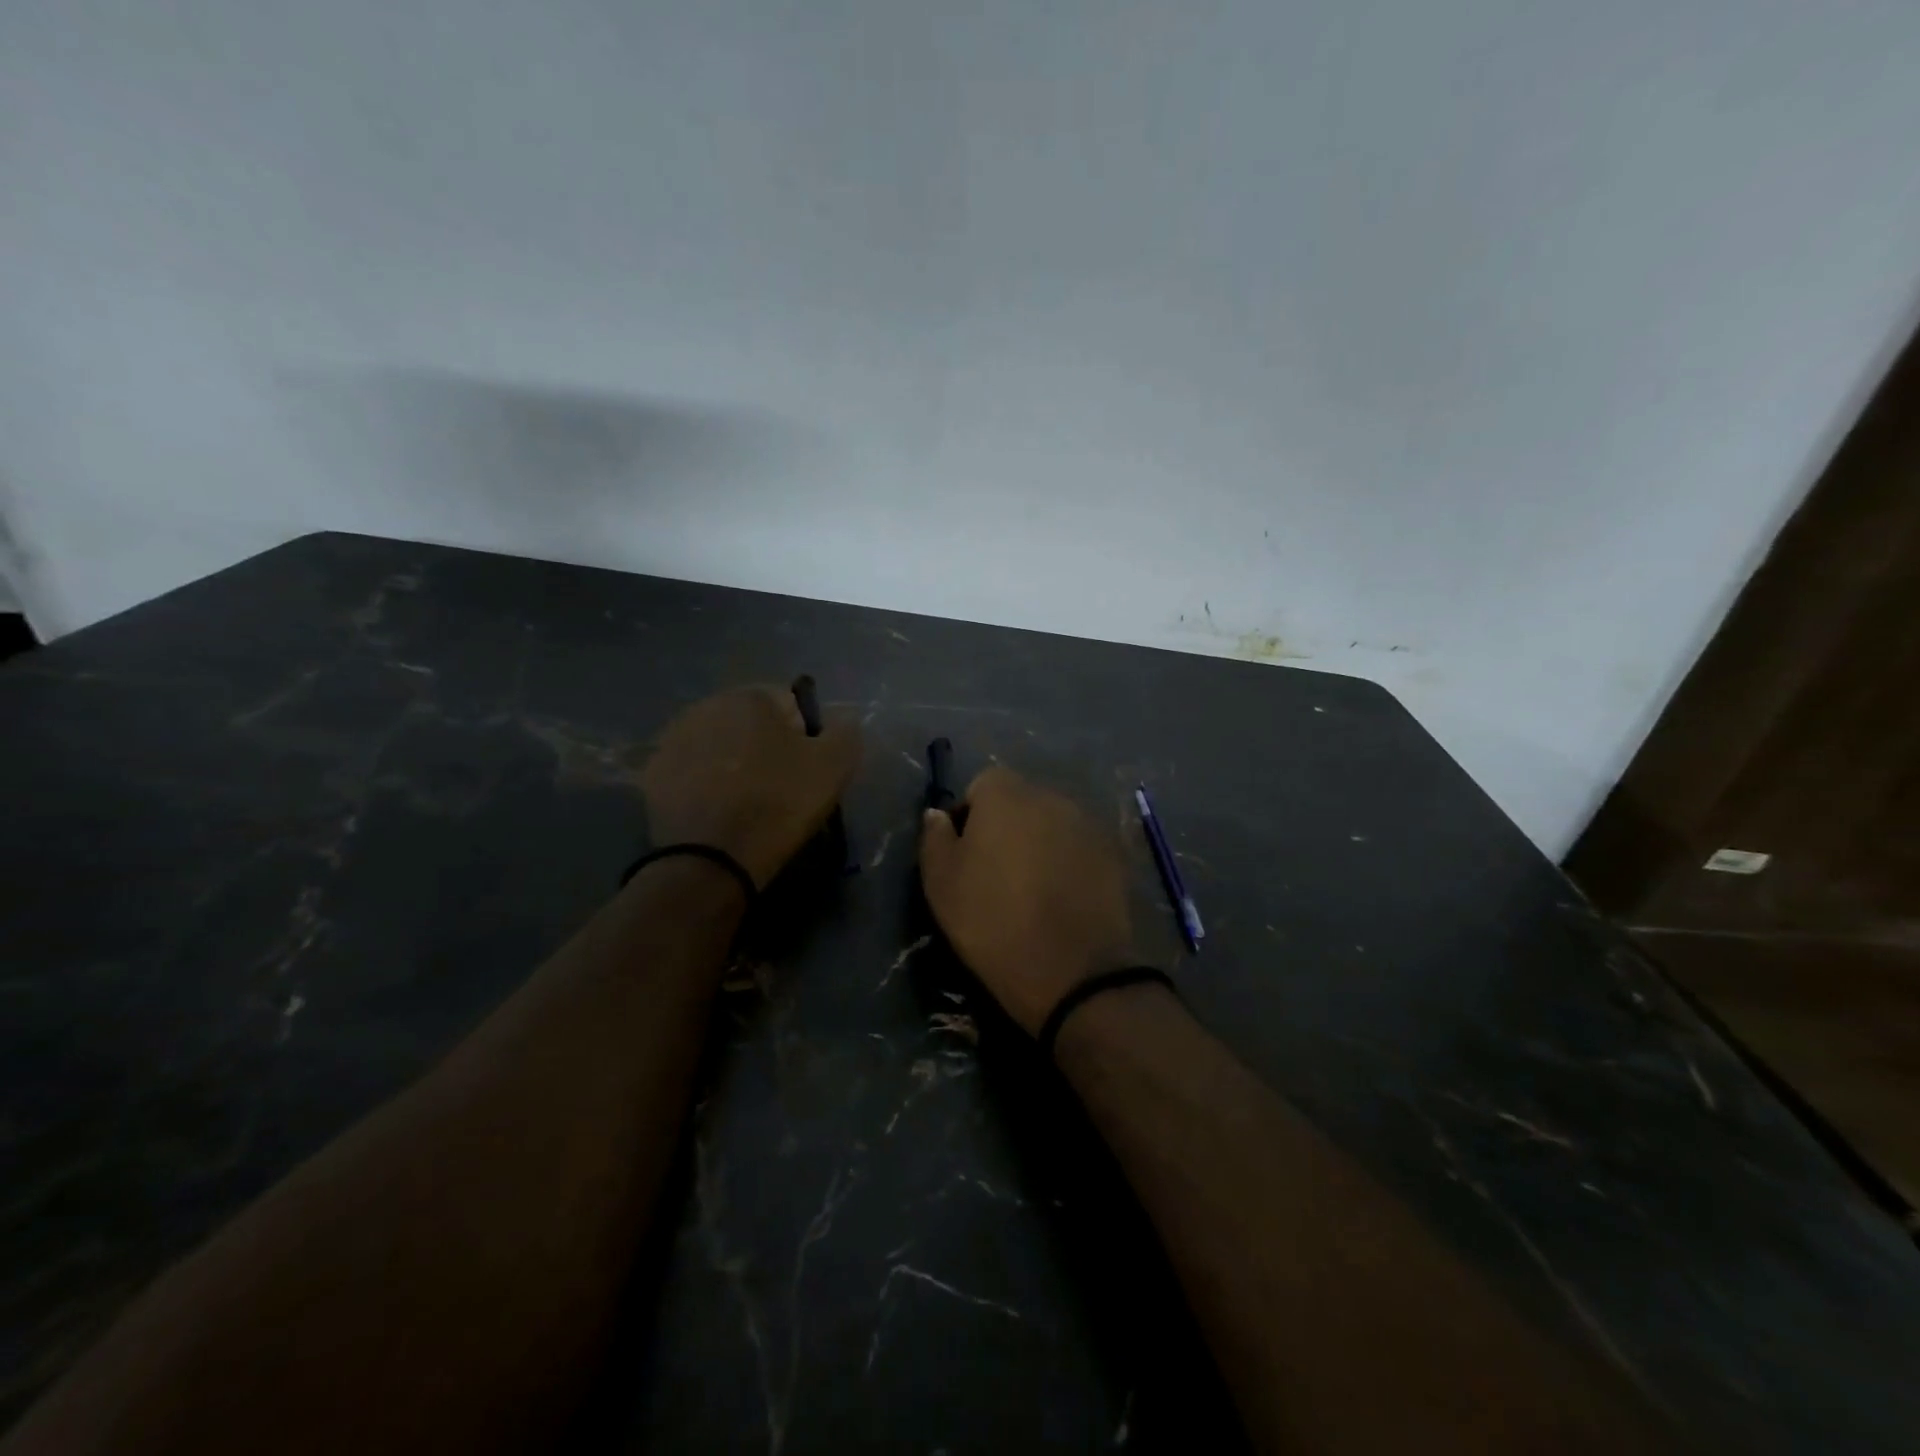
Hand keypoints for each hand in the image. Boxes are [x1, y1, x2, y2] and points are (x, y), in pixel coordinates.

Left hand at [641, 685, 861, 889]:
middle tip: (779, 786)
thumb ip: (845, 731)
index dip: (806, 736)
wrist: (712, 859)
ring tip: (745, 801)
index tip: (808, 769)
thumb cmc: (779, 803)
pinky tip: (717, 811)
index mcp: (749, 697)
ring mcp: (672, 740)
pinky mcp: (652, 776)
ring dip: (732, 762)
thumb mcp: (834, 765)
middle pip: (750, 722)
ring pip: (718, 745)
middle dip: (765, 745)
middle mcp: (705, 706)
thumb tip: (840, 720)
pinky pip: (692, 772)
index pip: (791, 704)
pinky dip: (705, 784)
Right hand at [919, 766, 1136, 1034]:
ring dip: (1039, 844)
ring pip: (1051, 825)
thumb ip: (935, 838)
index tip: (964, 856)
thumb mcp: (941, 883)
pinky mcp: (1113, 853)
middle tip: (995, 874)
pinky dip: (1068, 863)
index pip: (980, 786)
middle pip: (1019, 802)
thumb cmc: (993, 922)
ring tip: (1031, 889)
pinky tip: (1062, 899)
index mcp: (1005, 794)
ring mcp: (1087, 823)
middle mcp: (1050, 796)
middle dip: (1006, 827)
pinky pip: (1078, 848)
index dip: (968, 817)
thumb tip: (938, 814)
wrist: (1072, 971)